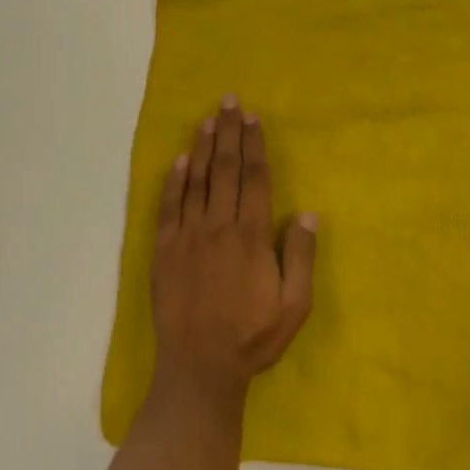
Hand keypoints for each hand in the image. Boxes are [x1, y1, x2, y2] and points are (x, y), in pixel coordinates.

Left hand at [150, 97, 316, 409]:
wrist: (199, 368)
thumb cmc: (253, 338)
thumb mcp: (294, 306)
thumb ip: (300, 256)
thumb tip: (307, 212)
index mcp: (250, 236)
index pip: (254, 179)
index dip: (254, 145)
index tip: (254, 118)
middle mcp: (217, 227)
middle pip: (225, 170)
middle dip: (229, 133)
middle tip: (229, 101)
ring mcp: (186, 236)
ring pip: (196, 181)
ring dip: (202, 147)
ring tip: (208, 119)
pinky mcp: (162, 250)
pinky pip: (168, 206)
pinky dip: (173, 180)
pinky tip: (179, 159)